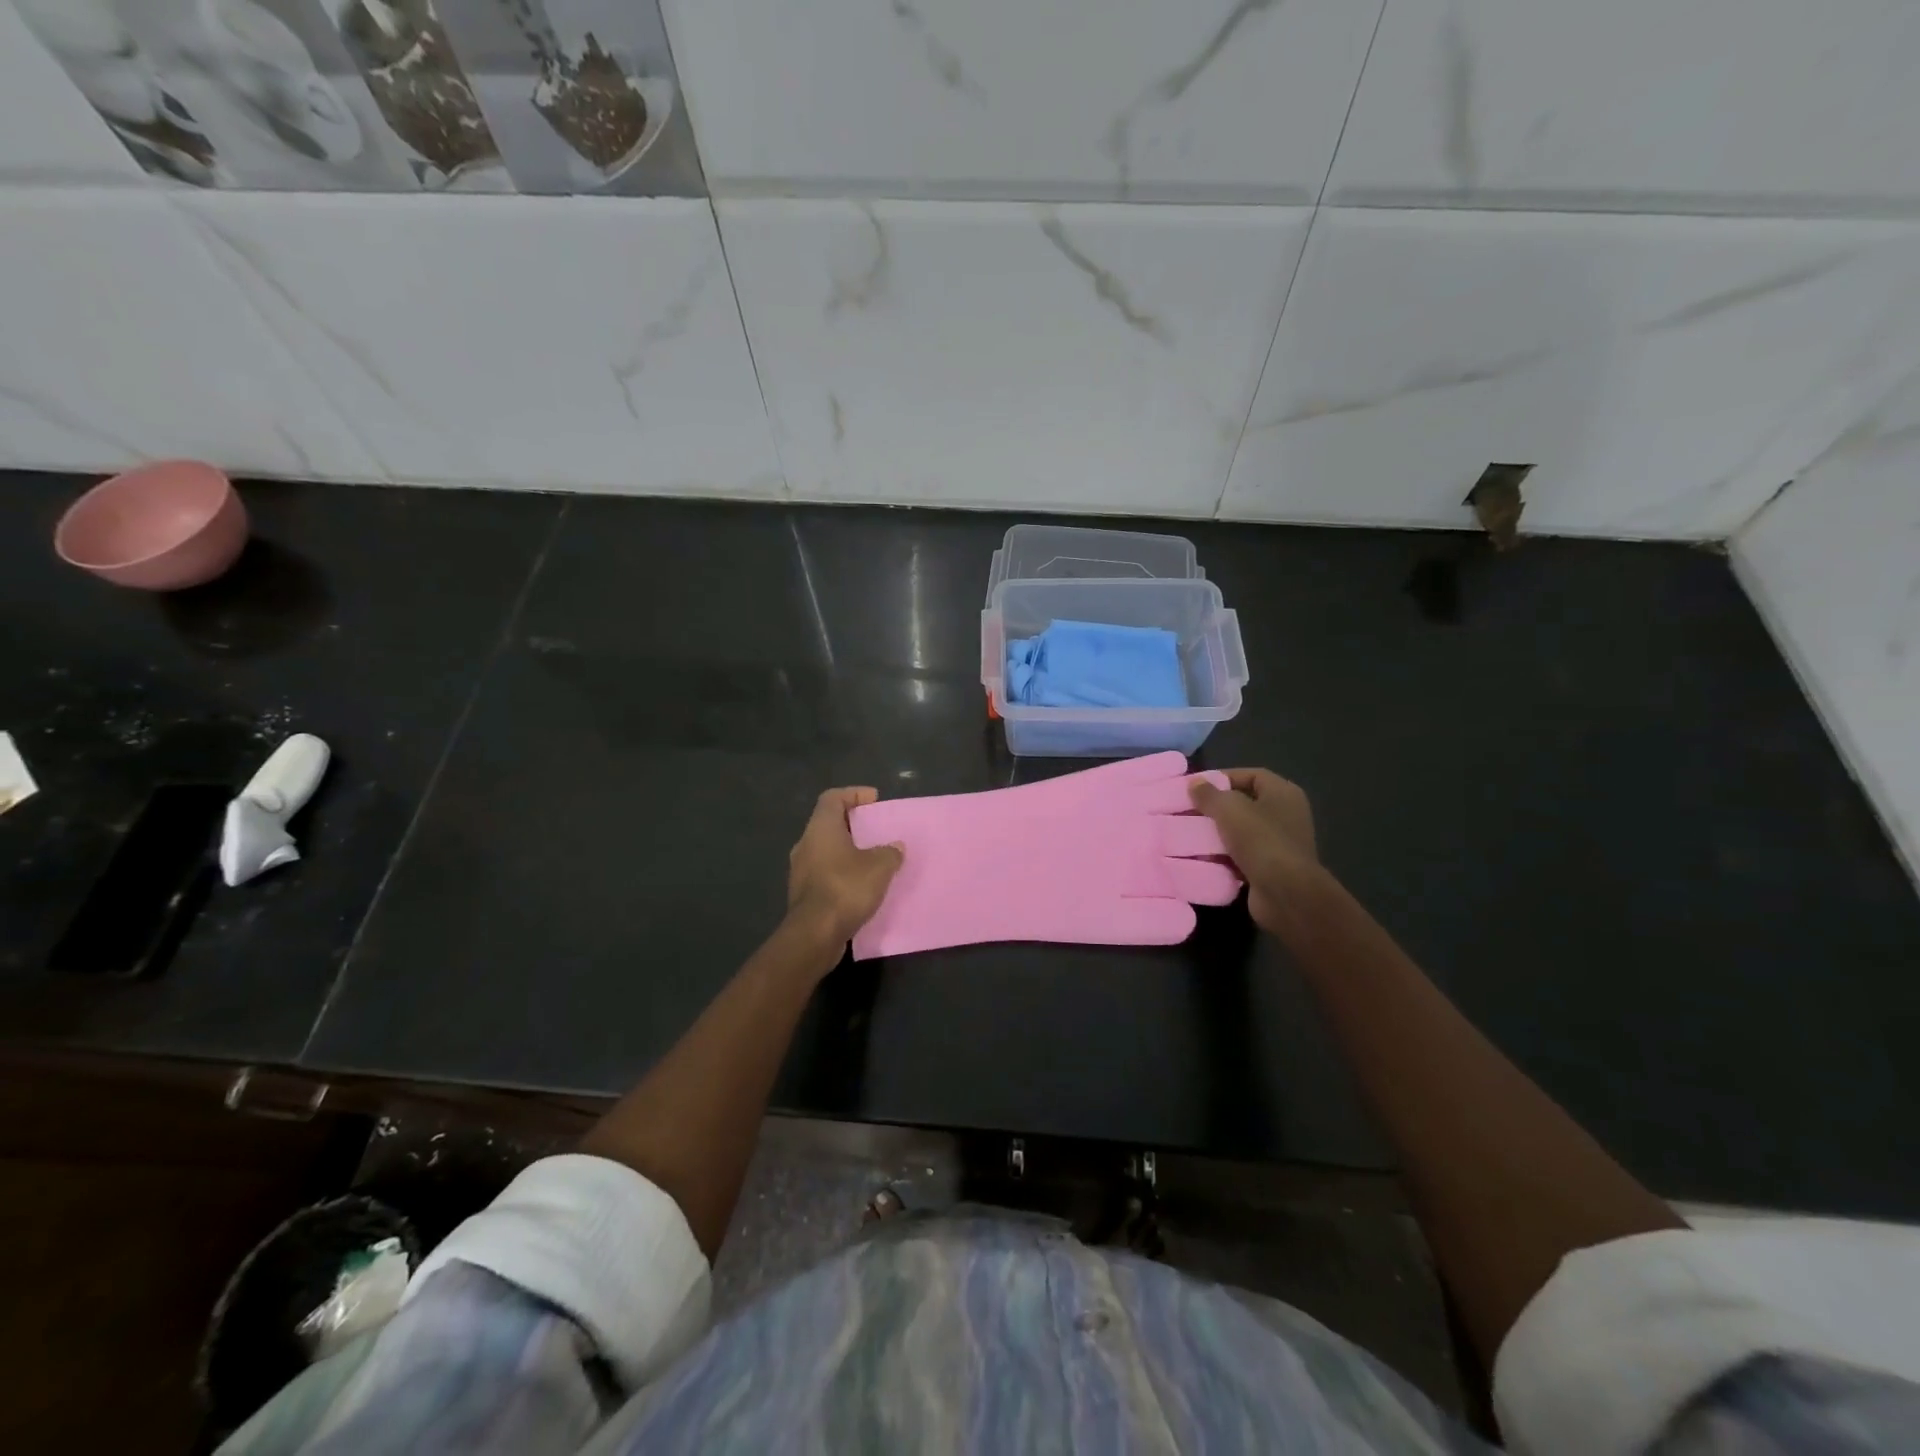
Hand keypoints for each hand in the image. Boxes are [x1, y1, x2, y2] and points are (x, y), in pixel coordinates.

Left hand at [786, 787, 904, 951]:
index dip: (854, 793)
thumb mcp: (879, 867)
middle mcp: (806, 844)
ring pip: (826, 850)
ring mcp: (801, 870)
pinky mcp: (803, 894)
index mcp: (820, 828)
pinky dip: (842, 872)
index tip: (874, 800)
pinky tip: (861, 885)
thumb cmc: (846, 888)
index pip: (832, 797)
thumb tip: (895, 847)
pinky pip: (825, 873)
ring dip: (848, 851)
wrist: (815, 934)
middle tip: (877, 829)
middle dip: (853, 824)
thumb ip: (890, 852)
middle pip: (829, 823)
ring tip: (873, 858)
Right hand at [1190, 769, 1318, 934]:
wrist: (1285, 893)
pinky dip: (1222, 857)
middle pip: (1244, 804)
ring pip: (1240, 831)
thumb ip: (1209, 794)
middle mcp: (1285, 815)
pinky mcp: (1270, 868)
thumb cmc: (1261, 840)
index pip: (1251, 775)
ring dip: (1216, 834)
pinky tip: (1201, 858)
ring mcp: (1279, 843)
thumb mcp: (1229, 809)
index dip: (1223, 777)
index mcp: (1283, 793)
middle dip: (1215, 808)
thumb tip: (1194, 783)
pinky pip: (1241, 855)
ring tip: (1188, 834)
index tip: (1196, 787)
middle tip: (1187, 811)